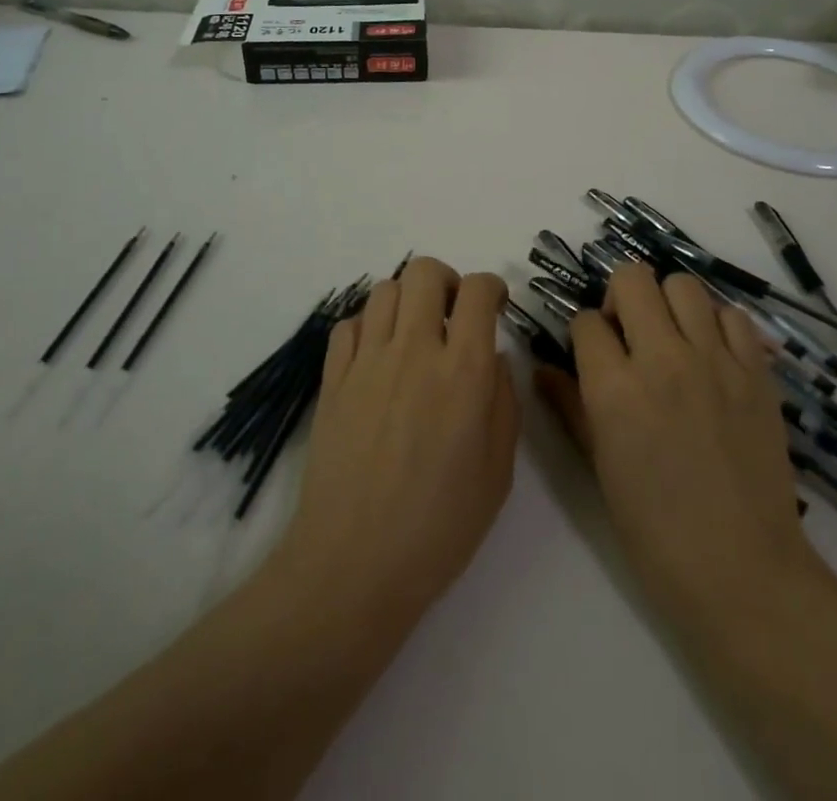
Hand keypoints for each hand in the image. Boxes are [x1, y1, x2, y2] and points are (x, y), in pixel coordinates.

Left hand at [269, 258, 517, 629]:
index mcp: (461, 371)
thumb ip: (504, 402)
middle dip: (447, 281)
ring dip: (407, 301)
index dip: (492, 287)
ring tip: (413, 335)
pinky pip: (349, 324)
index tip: (494, 306)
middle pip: (424, 271)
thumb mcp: (498, 472)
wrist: (353, 564)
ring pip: (385, 289)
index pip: (477, 290)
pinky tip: (377, 358)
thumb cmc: (438, 527)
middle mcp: (413, 350)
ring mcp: (366, 361)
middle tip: (452, 315)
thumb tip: (494, 358)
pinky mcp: (332, 378)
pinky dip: (368, 327)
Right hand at [536, 263, 823, 616]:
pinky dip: (716, 324)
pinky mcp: (756, 371)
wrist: (740, 568)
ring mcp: (715, 361)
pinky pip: (732, 315)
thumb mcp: (598, 464)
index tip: (593, 354)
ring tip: (672, 337)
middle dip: (619, 298)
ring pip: (683, 285)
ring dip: (668, 303)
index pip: (586, 320)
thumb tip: (542, 368)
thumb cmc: (654, 528)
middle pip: (632, 279)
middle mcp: (663, 359)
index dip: (584, 334)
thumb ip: (569, 405)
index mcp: (615, 389)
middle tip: (629, 333)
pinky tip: (711, 354)